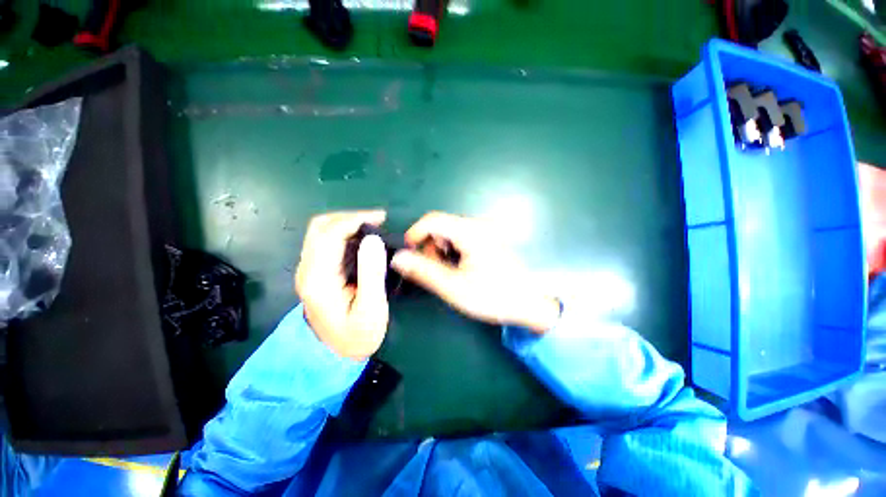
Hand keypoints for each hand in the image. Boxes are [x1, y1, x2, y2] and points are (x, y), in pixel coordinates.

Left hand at [295, 210, 388, 359]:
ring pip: (321, 231)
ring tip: (373, 226)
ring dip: (347, 223)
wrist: (336, 355)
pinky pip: (326, 241)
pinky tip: (362, 239)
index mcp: (318, 279)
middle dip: (349, 217)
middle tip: (378, 220)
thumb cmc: (357, 335)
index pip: (330, 234)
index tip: (381, 218)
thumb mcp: (371, 308)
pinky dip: (344, 233)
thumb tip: (373, 239)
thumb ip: (372, 273)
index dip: (355, 220)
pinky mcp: (316, 272)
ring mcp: (309, 270)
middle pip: (320, 227)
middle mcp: (307, 269)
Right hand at [391, 212, 559, 332]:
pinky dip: (454, 250)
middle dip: (431, 245)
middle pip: (442, 225)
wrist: (531, 303)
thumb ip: (424, 271)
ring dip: (442, 249)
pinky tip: (462, 267)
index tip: (409, 253)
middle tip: (434, 269)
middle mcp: (479, 225)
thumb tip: (398, 258)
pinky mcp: (490, 239)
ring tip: (450, 272)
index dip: (416, 233)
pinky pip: (463, 237)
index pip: (433, 220)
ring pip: (452, 232)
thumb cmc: (493, 296)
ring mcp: (486, 231)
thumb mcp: (454, 287)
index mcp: (471, 232)